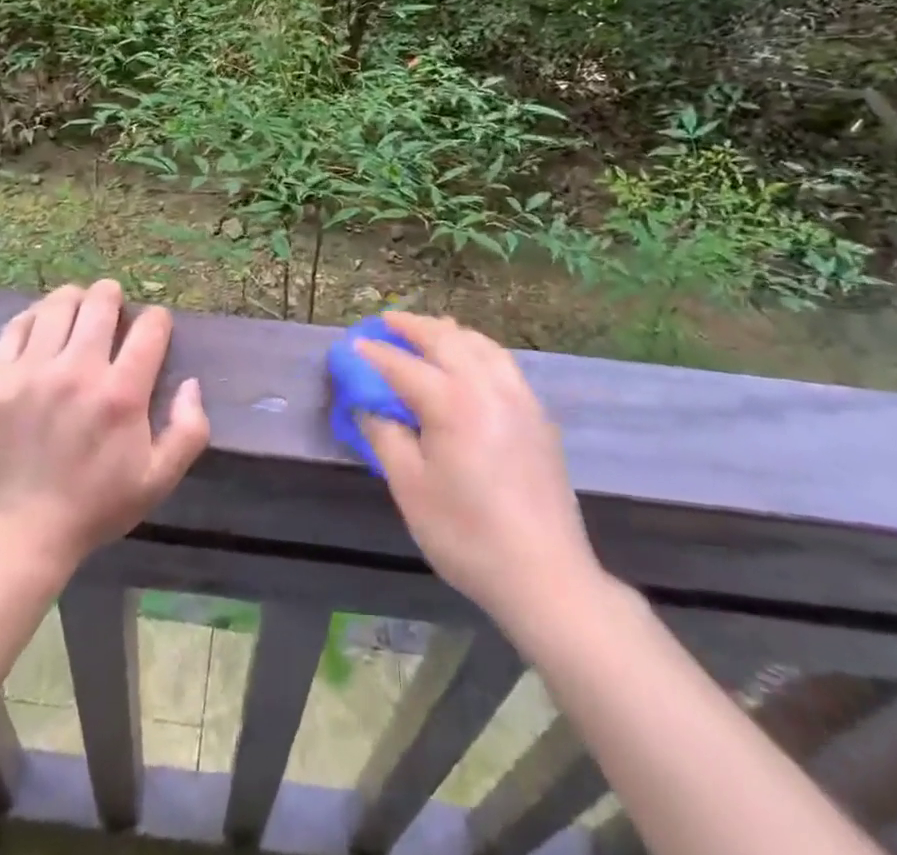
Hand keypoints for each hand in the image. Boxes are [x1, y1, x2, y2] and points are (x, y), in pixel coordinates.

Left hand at [0, 281, 209, 577]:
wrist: (21, 533)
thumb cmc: (95, 506)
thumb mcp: (159, 479)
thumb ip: (189, 429)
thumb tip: (191, 383)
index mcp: (122, 394)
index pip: (150, 326)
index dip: (157, 320)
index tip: (153, 330)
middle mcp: (78, 371)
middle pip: (101, 301)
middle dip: (114, 297)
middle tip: (112, 310)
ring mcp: (32, 371)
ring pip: (58, 304)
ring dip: (75, 300)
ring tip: (77, 312)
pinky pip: (16, 325)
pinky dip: (34, 317)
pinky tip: (42, 328)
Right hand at [356, 312, 605, 628]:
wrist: (545, 576)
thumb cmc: (467, 534)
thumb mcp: (410, 487)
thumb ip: (384, 435)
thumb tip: (364, 402)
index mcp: (453, 402)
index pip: (403, 365)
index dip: (373, 354)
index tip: (351, 346)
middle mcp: (488, 386)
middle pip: (445, 339)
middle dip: (412, 326)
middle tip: (387, 321)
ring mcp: (519, 397)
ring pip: (479, 344)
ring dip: (448, 332)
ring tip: (427, 331)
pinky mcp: (537, 415)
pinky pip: (501, 362)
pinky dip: (476, 348)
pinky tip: (469, 361)